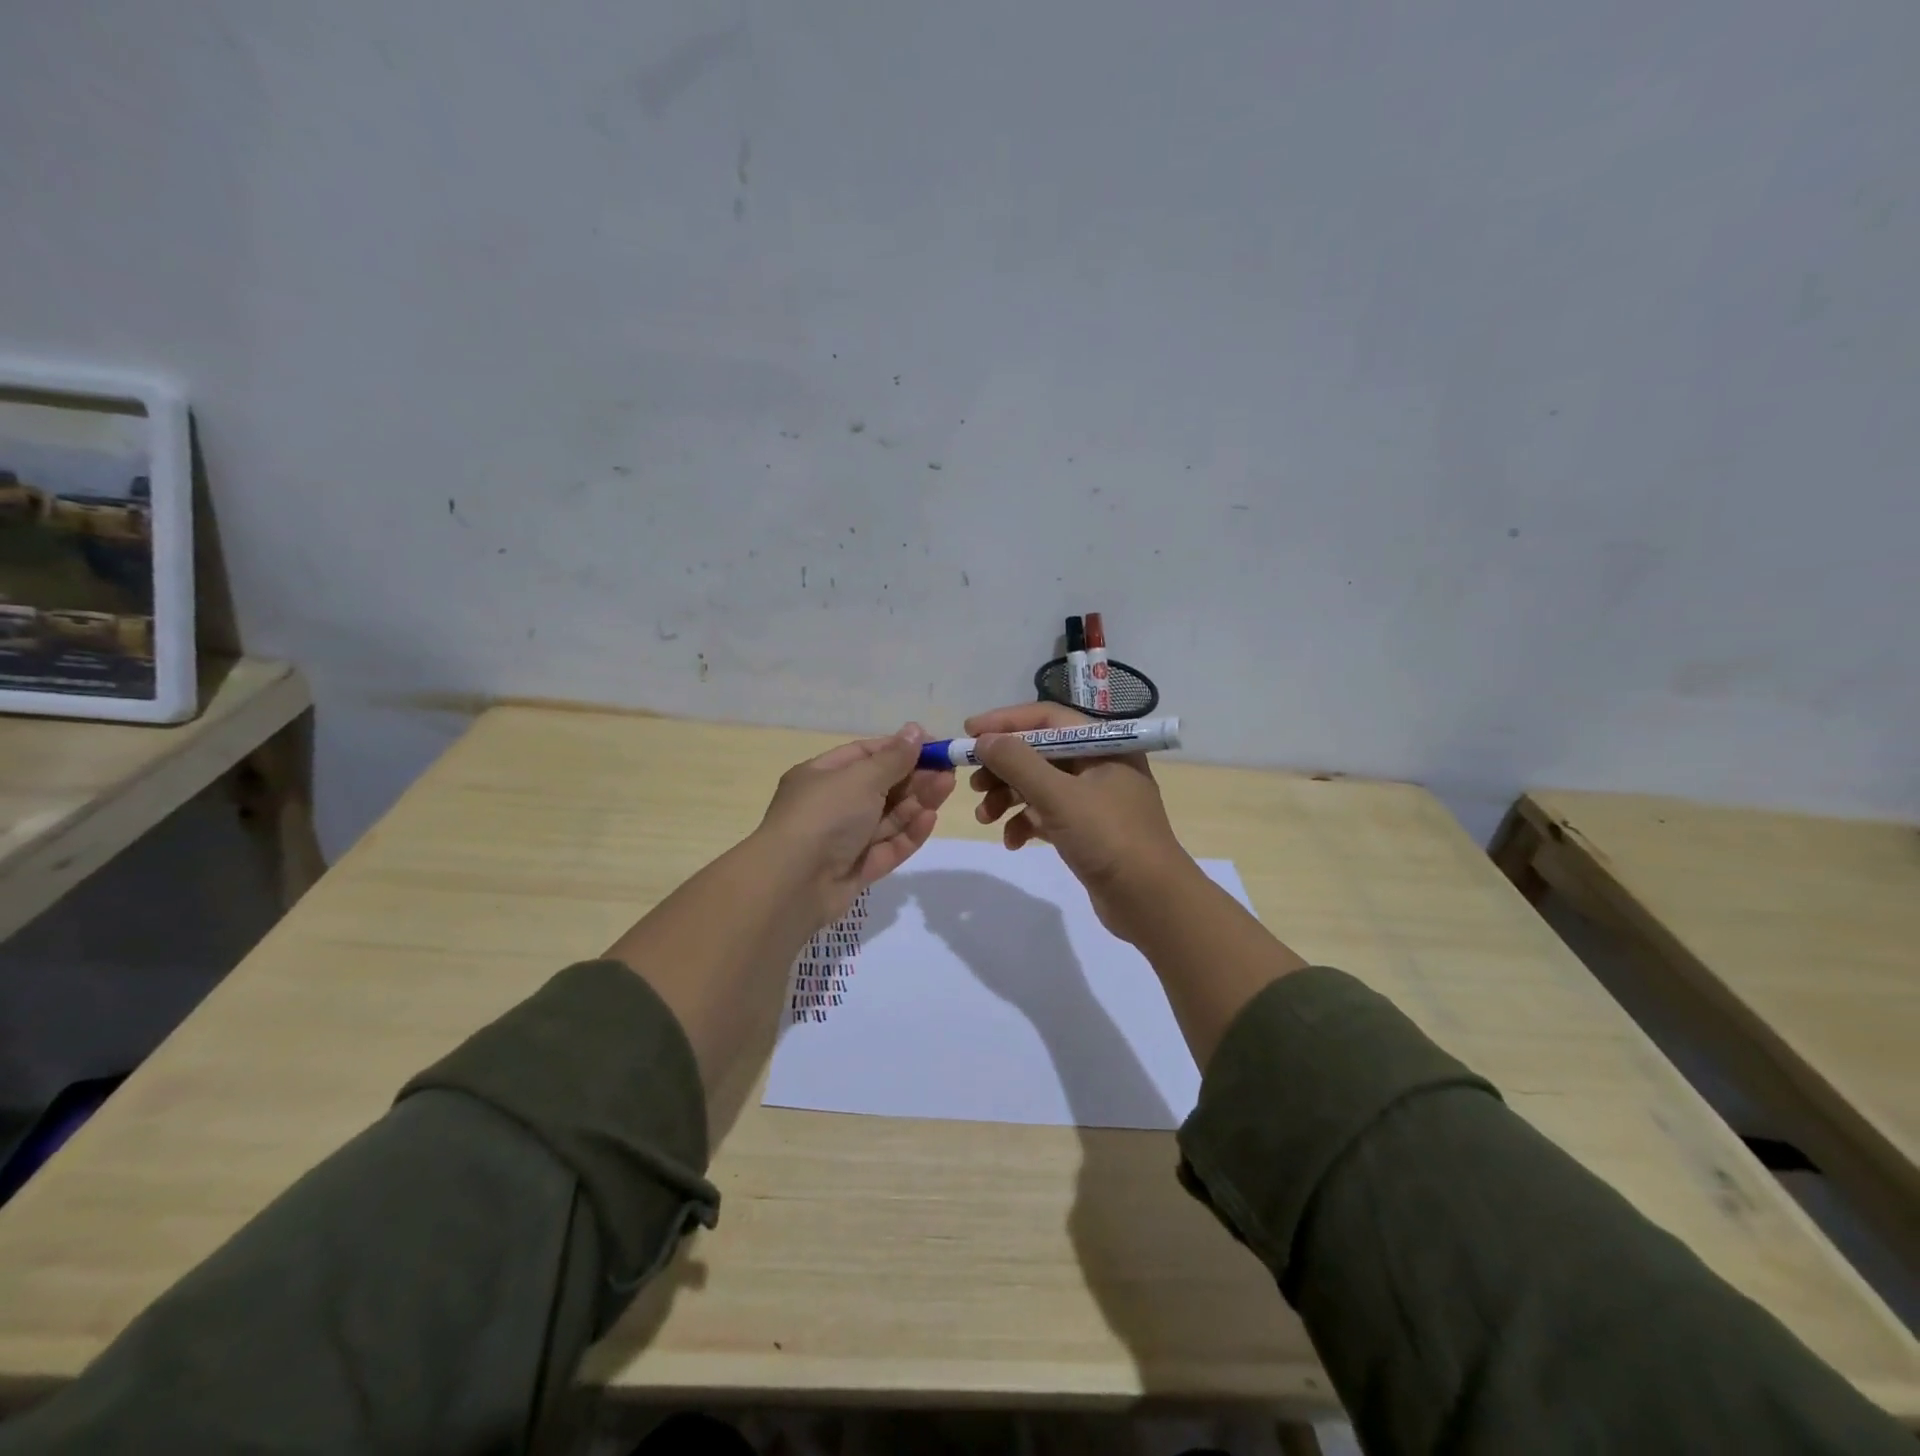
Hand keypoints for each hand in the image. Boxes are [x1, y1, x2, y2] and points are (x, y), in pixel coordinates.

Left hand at [758, 723, 955, 923]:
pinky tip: (930, 818)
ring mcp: (844, 840)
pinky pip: (887, 847)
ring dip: (917, 802)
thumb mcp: (860, 778)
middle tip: (949, 769)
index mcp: (821, 776)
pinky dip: (908, 833)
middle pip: (881, 787)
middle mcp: (832, 806)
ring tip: (947, 787)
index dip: (900, 749)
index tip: (934, 746)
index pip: (865, 755)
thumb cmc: (824, 816)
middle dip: (915, 777)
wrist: (792, 884)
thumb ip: (893, 758)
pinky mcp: (857, 870)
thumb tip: (915, 730)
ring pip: (888, 817)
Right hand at [966, 703, 1195, 940]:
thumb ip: (1017, 763)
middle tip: (973, 784)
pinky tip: (1012, 842)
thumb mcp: (1059, 796)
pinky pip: (1048, 814)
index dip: (1005, 722)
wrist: (1151, 901)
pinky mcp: (1088, 829)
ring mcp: (1094, 799)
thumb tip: (983, 739)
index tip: (969, 733)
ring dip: (1008, 798)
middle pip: (1039, 752)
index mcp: (1103, 745)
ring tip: (984, 818)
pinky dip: (1026, 823)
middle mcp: (1100, 765)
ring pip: (1040, 785)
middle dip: (1003, 768)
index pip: (1046, 718)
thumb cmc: (1109, 838)